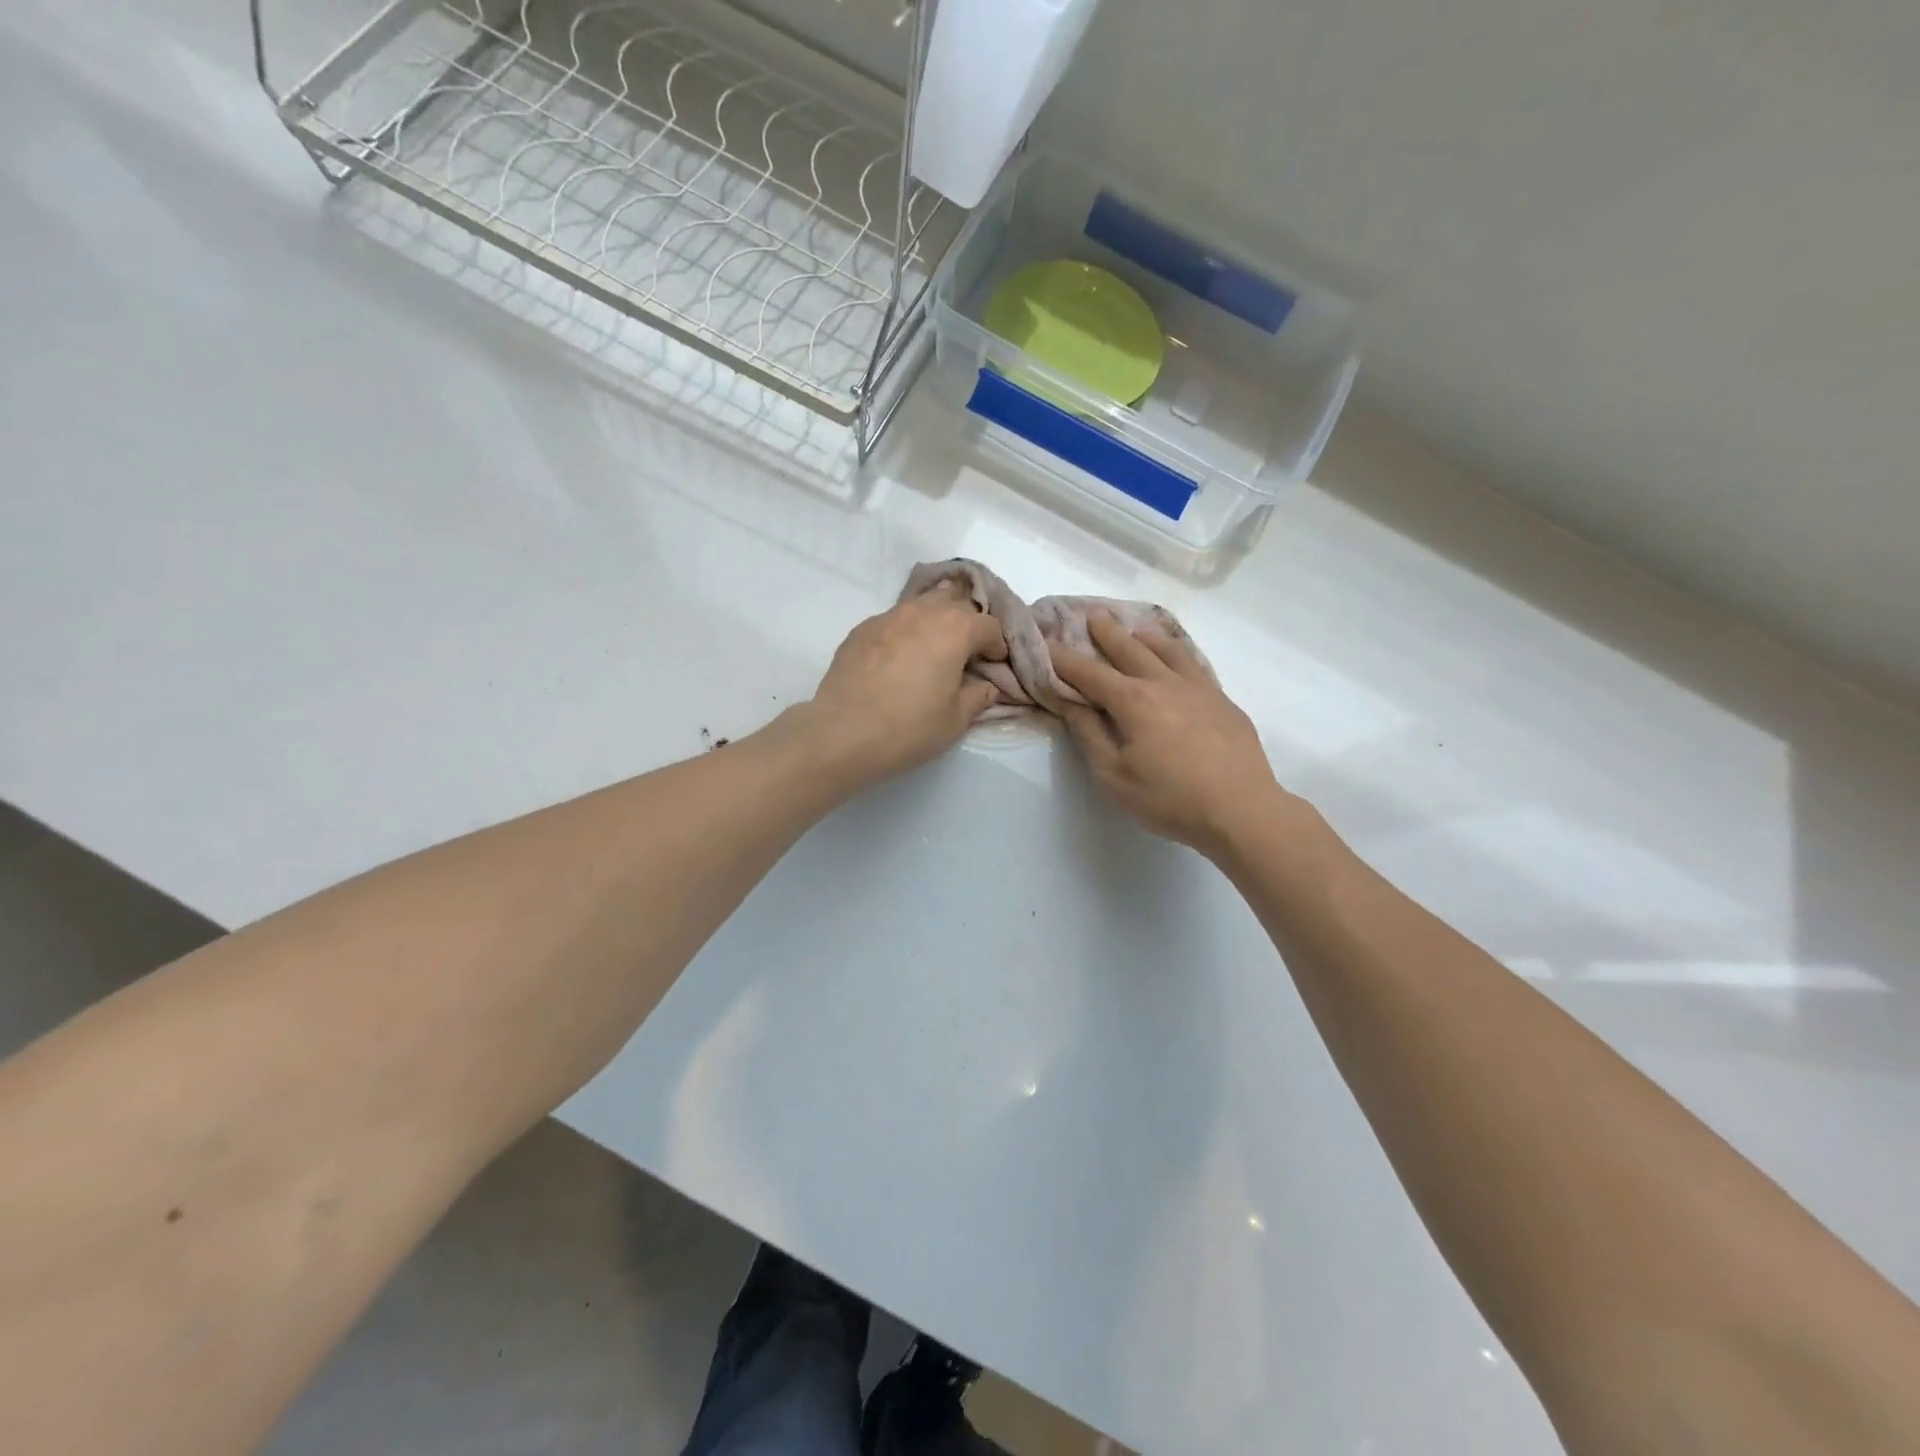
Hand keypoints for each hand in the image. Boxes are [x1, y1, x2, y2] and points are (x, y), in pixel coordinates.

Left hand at [803, 588, 1007, 783]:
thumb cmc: (909, 727)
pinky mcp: (861, 630)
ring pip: (921, 604)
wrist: (843, 732)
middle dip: (966, 622)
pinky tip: (899, 658)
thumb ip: (977, 697)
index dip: (997, 645)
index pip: (989, 625)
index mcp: (955, 629)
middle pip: (955, 602)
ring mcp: (888, 617)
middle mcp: (923, 612)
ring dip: (934, 619)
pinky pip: (894, 621)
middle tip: (965, 652)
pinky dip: (905, 632)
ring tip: (933, 646)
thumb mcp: (956, 720)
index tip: (993, 665)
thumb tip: (985, 686)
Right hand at [1052, 611, 1286, 855]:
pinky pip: (1194, 664)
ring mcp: (1198, 688)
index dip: (1065, 659)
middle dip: (1107, 632)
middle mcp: (1164, 683)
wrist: (1241, 809)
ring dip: (1146, 636)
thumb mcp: (1114, 776)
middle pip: (1130, 649)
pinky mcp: (1222, 701)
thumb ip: (1089, 735)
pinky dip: (1178, 653)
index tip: (1047, 644)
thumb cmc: (1169, 799)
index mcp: (1133, 701)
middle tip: (1093, 614)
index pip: (1089, 673)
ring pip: (1168, 650)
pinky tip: (1178, 659)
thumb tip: (1071, 704)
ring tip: (1136, 628)